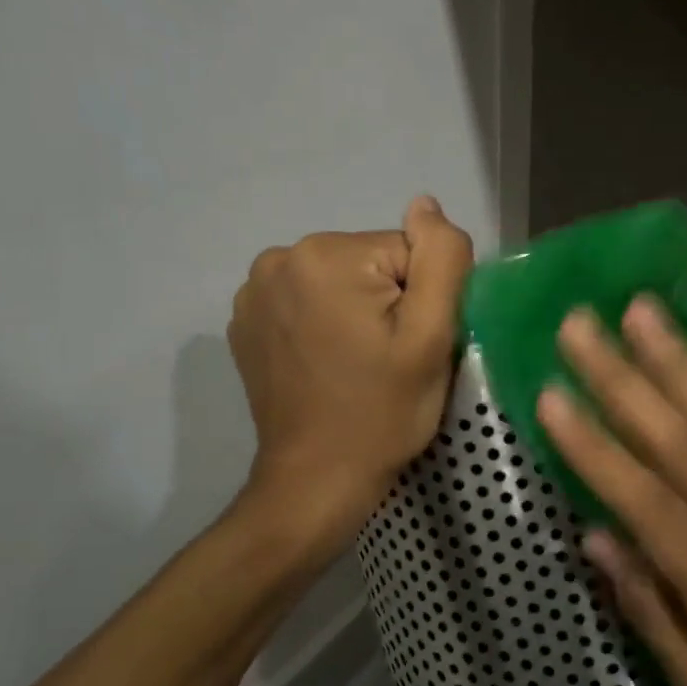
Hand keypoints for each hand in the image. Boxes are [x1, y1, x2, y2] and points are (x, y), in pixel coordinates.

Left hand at [228, 196, 472, 551]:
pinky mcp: (245, 322)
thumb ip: (441, 260)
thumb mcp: (430, 337)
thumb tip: (426, 204)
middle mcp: (278, 259)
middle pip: (371, 264)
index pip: (407, 253)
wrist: (316, 481)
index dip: (422, 301)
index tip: (409, 347)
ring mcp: (253, 292)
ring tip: (358, 365)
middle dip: (388, 304)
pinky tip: (326, 365)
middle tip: (389, 360)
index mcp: (325, 256)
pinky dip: (323, 325)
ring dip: (356, 313)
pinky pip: (307, 302)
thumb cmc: (382, 413)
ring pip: (340, 281)